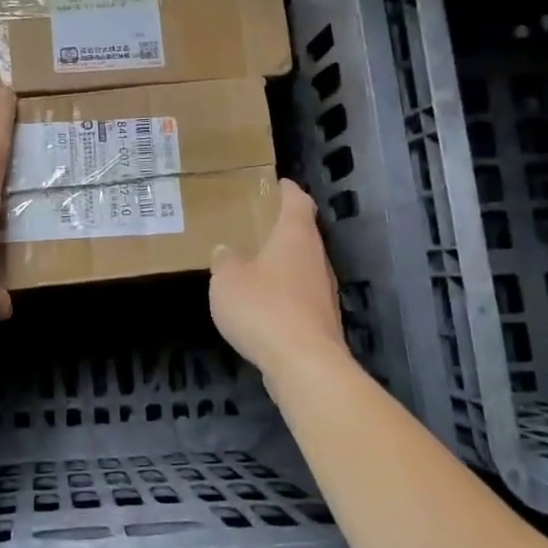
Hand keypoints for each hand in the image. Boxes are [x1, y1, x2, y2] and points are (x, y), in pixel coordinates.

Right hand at [209, 179, 348, 373]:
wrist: (304, 364)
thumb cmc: (264, 308)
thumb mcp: (227, 280)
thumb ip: (224, 261)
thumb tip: (225, 251)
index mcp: (295, 236)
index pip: (298, 201)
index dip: (287, 190)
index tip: (276, 183)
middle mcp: (316, 258)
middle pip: (303, 233)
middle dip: (282, 228)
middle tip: (256, 224)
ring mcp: (323, 291)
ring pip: (303, 266)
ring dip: (283, 263)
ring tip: (254, 264)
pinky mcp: (322, 320)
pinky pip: (300, 295)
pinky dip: (284, 293)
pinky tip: (263, 304)